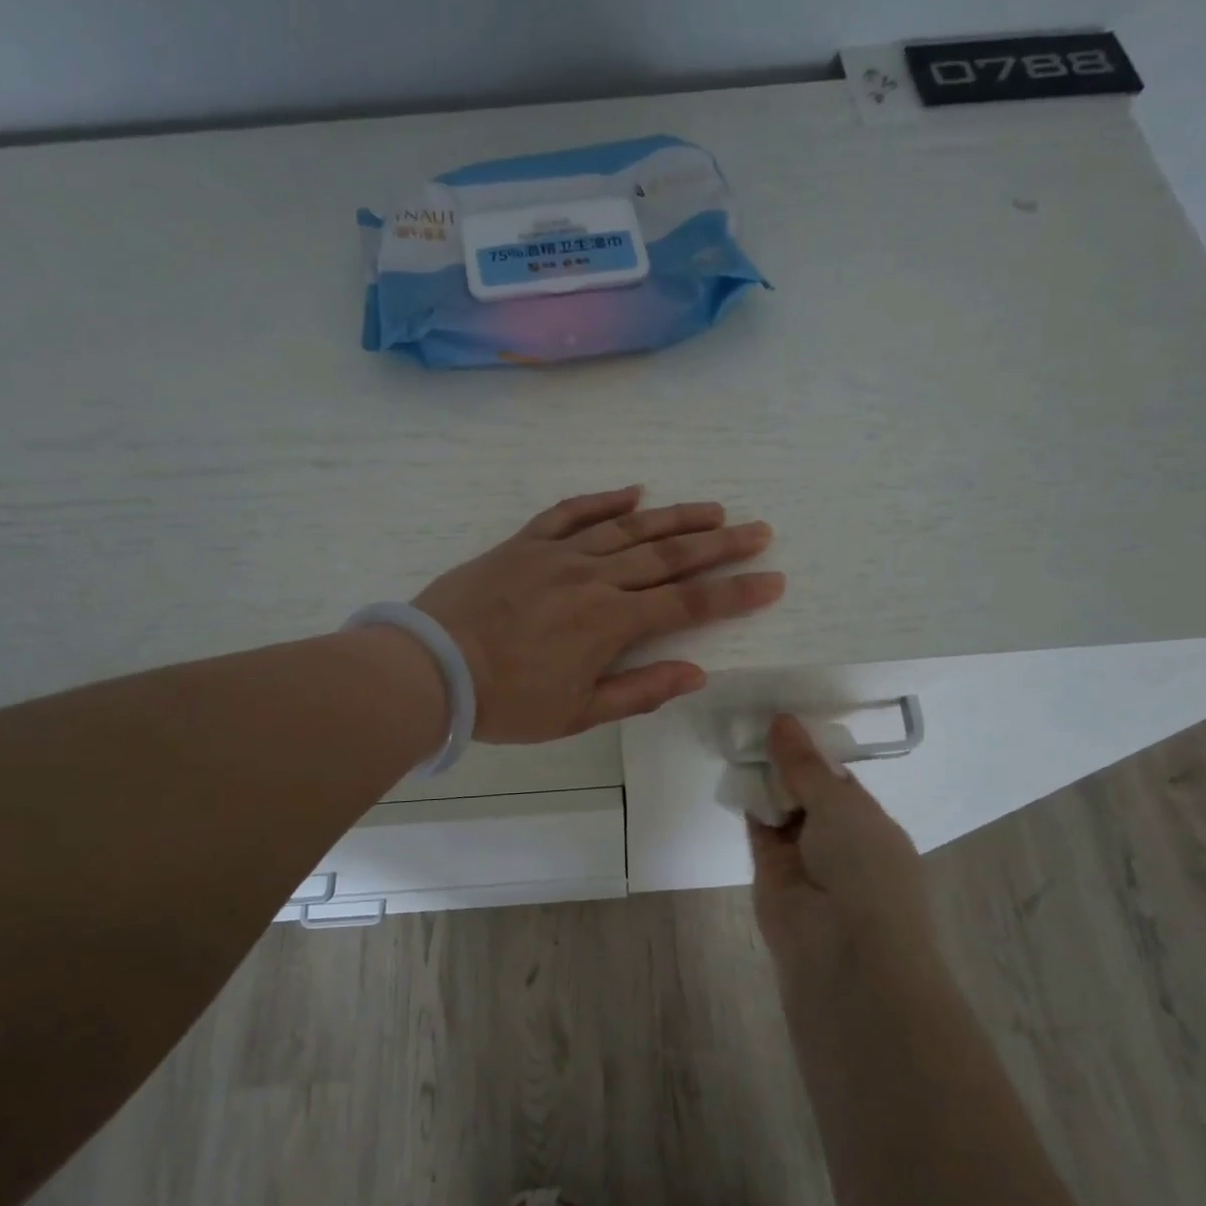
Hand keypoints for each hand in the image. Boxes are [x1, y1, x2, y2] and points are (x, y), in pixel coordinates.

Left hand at [412, 485, 783, 742]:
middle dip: (720, 545)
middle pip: (669, 556)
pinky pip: (571, 511)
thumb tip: (696, 672)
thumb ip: (640, 690)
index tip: (772, 579)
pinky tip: (633, 491)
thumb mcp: (577, 713)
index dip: (735, 593)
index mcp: (611, 623)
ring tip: (713, 510)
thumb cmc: (507, 701)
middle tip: (759, 530)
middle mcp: (595, 578)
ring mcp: (559, 554)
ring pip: (629, 527)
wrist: (433, 667)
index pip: (689, 604)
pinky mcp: (525, 543)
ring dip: (675, 517)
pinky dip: (604, 500)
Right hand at [748, 714, 932, 969]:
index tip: (784, 720)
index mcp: (871, 823)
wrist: (843, 952)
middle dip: (786, 764)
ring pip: (781, 810)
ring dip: (765, 782)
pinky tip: (735, 774)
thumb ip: (804, 765)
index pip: (838, 780)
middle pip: (807, 792)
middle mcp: (840, 840)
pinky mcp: (771, 874)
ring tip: (740, 738)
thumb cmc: (863, 868)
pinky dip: (749, 805)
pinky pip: (759, 830)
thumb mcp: (840, 804)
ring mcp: (804, 859)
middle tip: (755, 721)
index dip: (812, 751)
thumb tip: (782, 720)